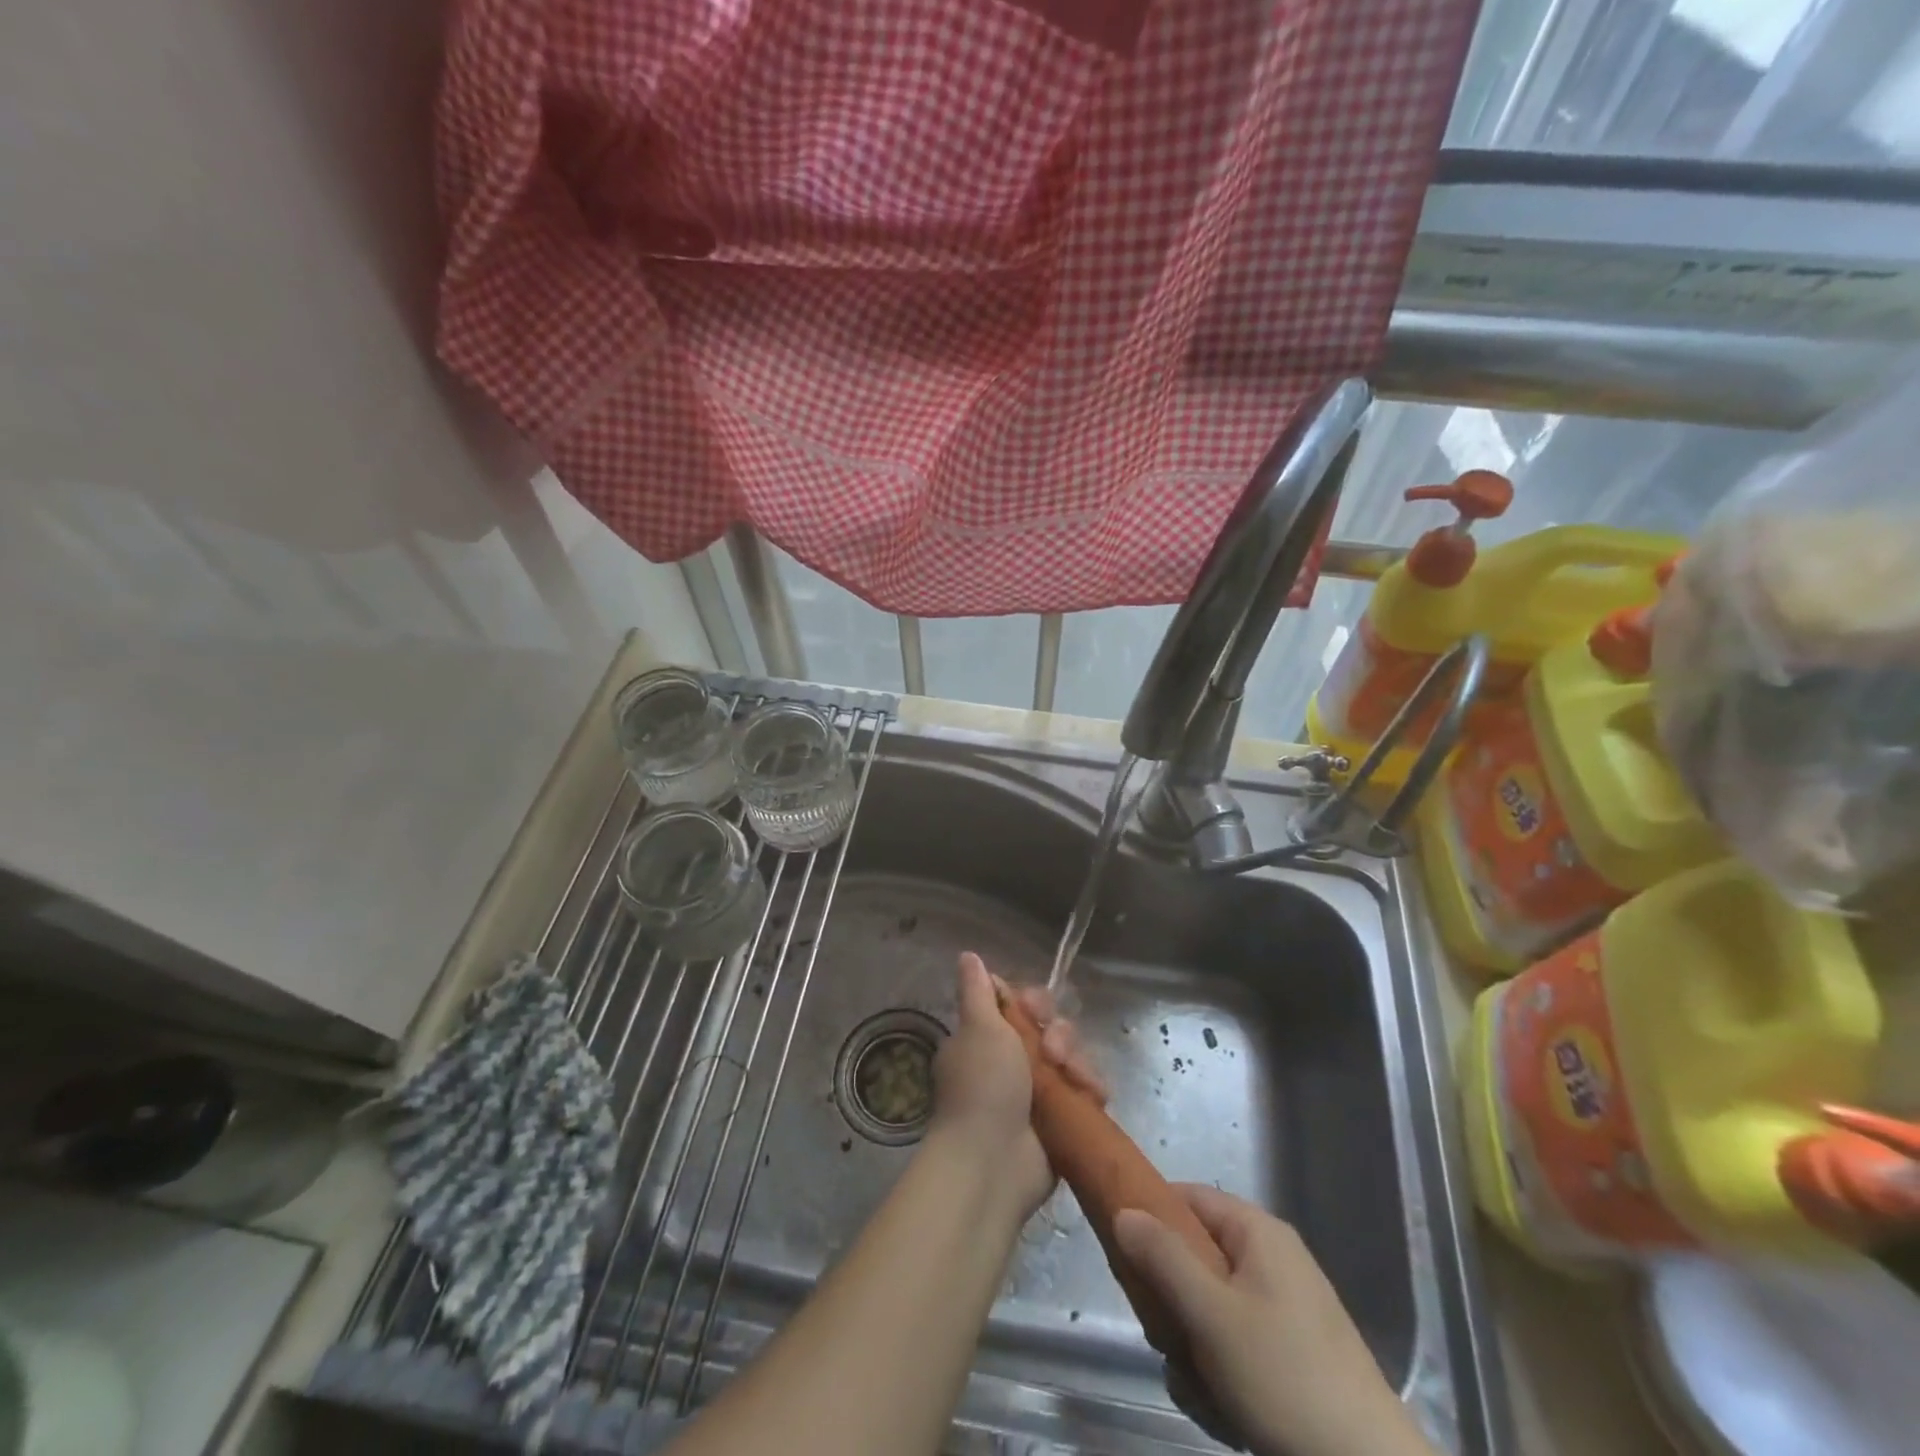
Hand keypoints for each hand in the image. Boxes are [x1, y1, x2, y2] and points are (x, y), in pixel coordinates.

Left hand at [929, 952, 1103, 1219]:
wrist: (992, 1163)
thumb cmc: (983, 1087)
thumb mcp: (978, 1028)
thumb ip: (976, 991)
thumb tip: (968, 955)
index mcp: (985, 1039)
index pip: (1018, 1007)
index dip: (1032, 1004)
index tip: (1034, 1010)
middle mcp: (1010, 1063)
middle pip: (1049, 1030)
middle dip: (1059, 1034)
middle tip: (1054, 1052)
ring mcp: (1037, 1094)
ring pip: (1071, 1058)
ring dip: (1077, 1062)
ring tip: (1075, 1079)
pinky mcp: (1061, 1120)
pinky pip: (1084, 1091)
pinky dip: (1090, 1089)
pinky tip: (1093, 1094)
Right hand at [1113, 1186, 1436, 1455]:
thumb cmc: (1285, 1379)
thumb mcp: (1211, 1315)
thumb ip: (1163, 1258)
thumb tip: (1124, 1210)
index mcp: (1258, 1233)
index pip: (1188, 1198)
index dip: (1151, 1218)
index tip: (1125, 1259)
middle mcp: (1273, 1261)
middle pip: (1195, 1258)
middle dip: (1174, 1305)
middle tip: (1168, 1340)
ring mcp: (1286, 1312)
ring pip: (1210, 1311)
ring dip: (1195, 1352)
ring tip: (1204, 1391)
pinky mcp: (1294, 1359)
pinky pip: (1236, 1349)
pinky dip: (1222, 1378)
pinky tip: (1227, 1416)